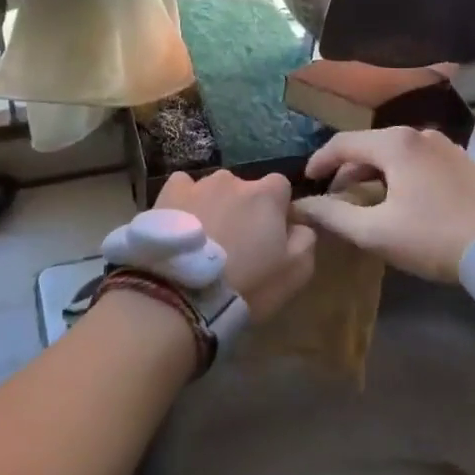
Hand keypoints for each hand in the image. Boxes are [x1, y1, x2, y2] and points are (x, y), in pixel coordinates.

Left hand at [153, 170, 316, 321]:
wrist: (182, 294)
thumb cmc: (246, 284)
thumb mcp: (295, 272)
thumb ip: (305, 239)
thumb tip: (299, 224)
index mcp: (266, 194)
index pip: (281, 187)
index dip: (277, 210)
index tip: (271, 235)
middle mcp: (233, 180)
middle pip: (245, 189)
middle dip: (244, 209)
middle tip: (236, 243)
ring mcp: (198, 184)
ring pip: (213, 190)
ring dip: (214, 206)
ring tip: (205, 240)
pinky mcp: (168, 193)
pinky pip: (183, 189)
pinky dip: (185, 202)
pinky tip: (181, 225)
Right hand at [292, 128, 474, 282]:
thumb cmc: (435, 236)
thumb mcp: (377, 232)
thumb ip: (334, 215)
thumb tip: (302, 205)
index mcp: (395, 143)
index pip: (342, 143)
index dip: (319, 161)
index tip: (307, 181)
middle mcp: (419, 134)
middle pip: (369, 146)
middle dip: (347, 171)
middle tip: (336, 199)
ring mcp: (446, 146)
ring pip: (395, 154)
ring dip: (374, 175)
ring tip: (366, 203)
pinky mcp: (464, 162)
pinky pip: (418, 162)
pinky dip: (399, 176)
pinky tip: (401, 202)